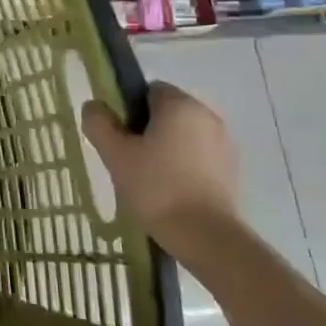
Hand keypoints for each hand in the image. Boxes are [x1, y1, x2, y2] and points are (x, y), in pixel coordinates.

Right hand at [80, 83, 240, 263]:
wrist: (204, 235)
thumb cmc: (155, 186)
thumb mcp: (114, 153)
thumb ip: (99, 123)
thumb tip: (95, 106)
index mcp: (180, 105)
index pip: (148, 90)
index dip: (127, 107)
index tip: (116, 134)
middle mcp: (207, 116)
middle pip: (166, 112)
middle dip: (144, 128)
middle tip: (126, 157)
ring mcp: (224, 144)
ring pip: (182, 135)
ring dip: (164, 147)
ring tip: (145, 177)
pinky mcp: (230, 170)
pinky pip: (197, 155)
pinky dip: (181, 165)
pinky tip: (168, 190)